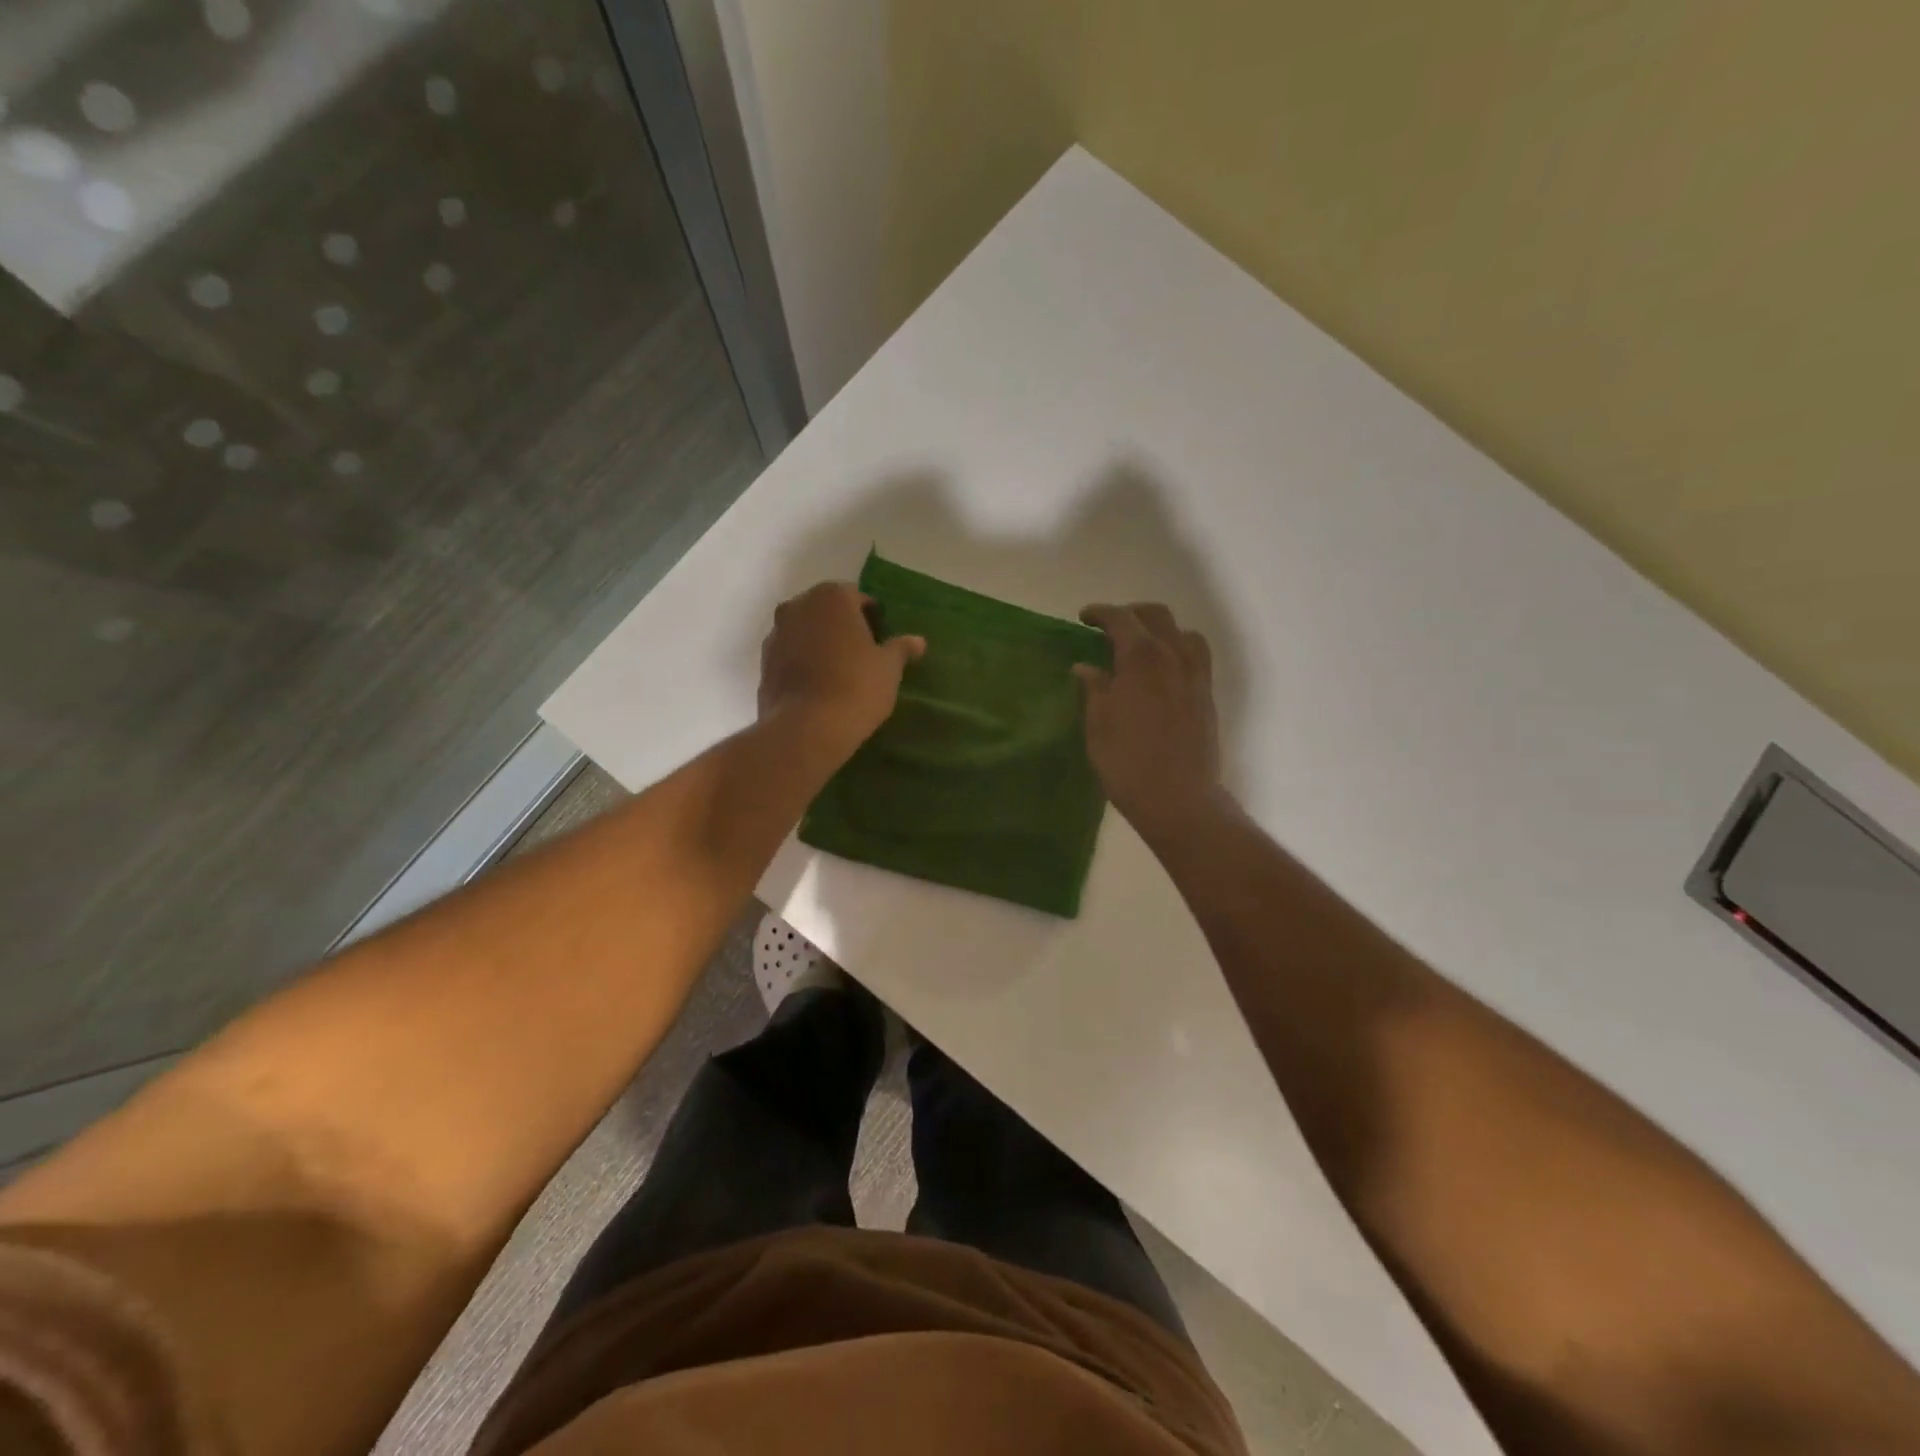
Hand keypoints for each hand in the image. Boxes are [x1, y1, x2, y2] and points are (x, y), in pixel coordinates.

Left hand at [759, 582, 925, 758]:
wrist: (806, 729)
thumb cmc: (856, 688)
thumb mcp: (889, 668)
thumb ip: (901, 648)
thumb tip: (918, 641)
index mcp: (832, 598)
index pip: (857, 597)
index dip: (871, 617)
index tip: (881, 639)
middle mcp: (798, 606)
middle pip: (826, 610)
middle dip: (842, 626)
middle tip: (862, 653)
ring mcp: (776, 634)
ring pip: (804, 631)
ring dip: (819, 643)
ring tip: (838, 671)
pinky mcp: (763, 663)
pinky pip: (790, 654)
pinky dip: (802, 662)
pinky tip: (817, 686)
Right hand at [1075, 603, 1222, 839]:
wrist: (1179, 799)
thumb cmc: (1127, 763)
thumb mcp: (1098, 726)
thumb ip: (1094, 689)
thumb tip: (1086, 667)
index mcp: (1141, 659)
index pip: (1121, 619)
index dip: (1100, 613)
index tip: (1084, 618)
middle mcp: (1173, 657)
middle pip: (1157, 616)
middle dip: (1131, 614)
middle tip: (1109, 628)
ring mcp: (1195, 675)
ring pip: (1183, 632)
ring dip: (1160, 629)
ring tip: (1142, 645)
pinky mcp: (1207, 695)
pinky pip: (1197, 656)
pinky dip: (1178, 649)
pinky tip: (1164, 670)